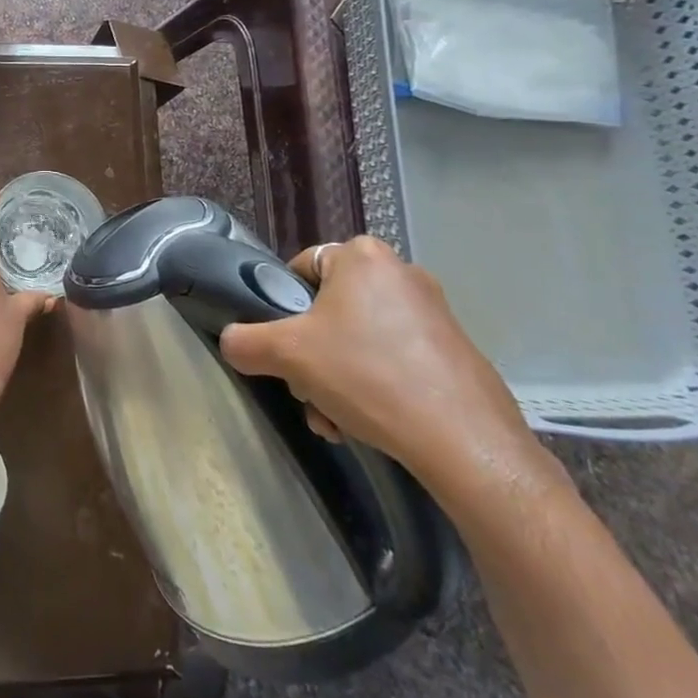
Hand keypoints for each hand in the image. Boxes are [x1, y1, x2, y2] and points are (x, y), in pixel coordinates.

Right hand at [219, 236, 540, 494]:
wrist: (464, 441)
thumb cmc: (368, 376)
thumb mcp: (286, 355)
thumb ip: (243, 340)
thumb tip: (232, 342)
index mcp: (362, 256)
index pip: (300, 269)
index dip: (282, 309)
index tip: (284, 348)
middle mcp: (401, 272)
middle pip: (329, 310)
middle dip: (311, 356)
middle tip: (309, 392)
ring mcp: (434, 311)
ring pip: (358, 340)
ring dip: (336, 378)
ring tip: (337, 421)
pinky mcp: (454, 349)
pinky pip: (393, 358)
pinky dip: (373, 386)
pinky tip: (368, 424)